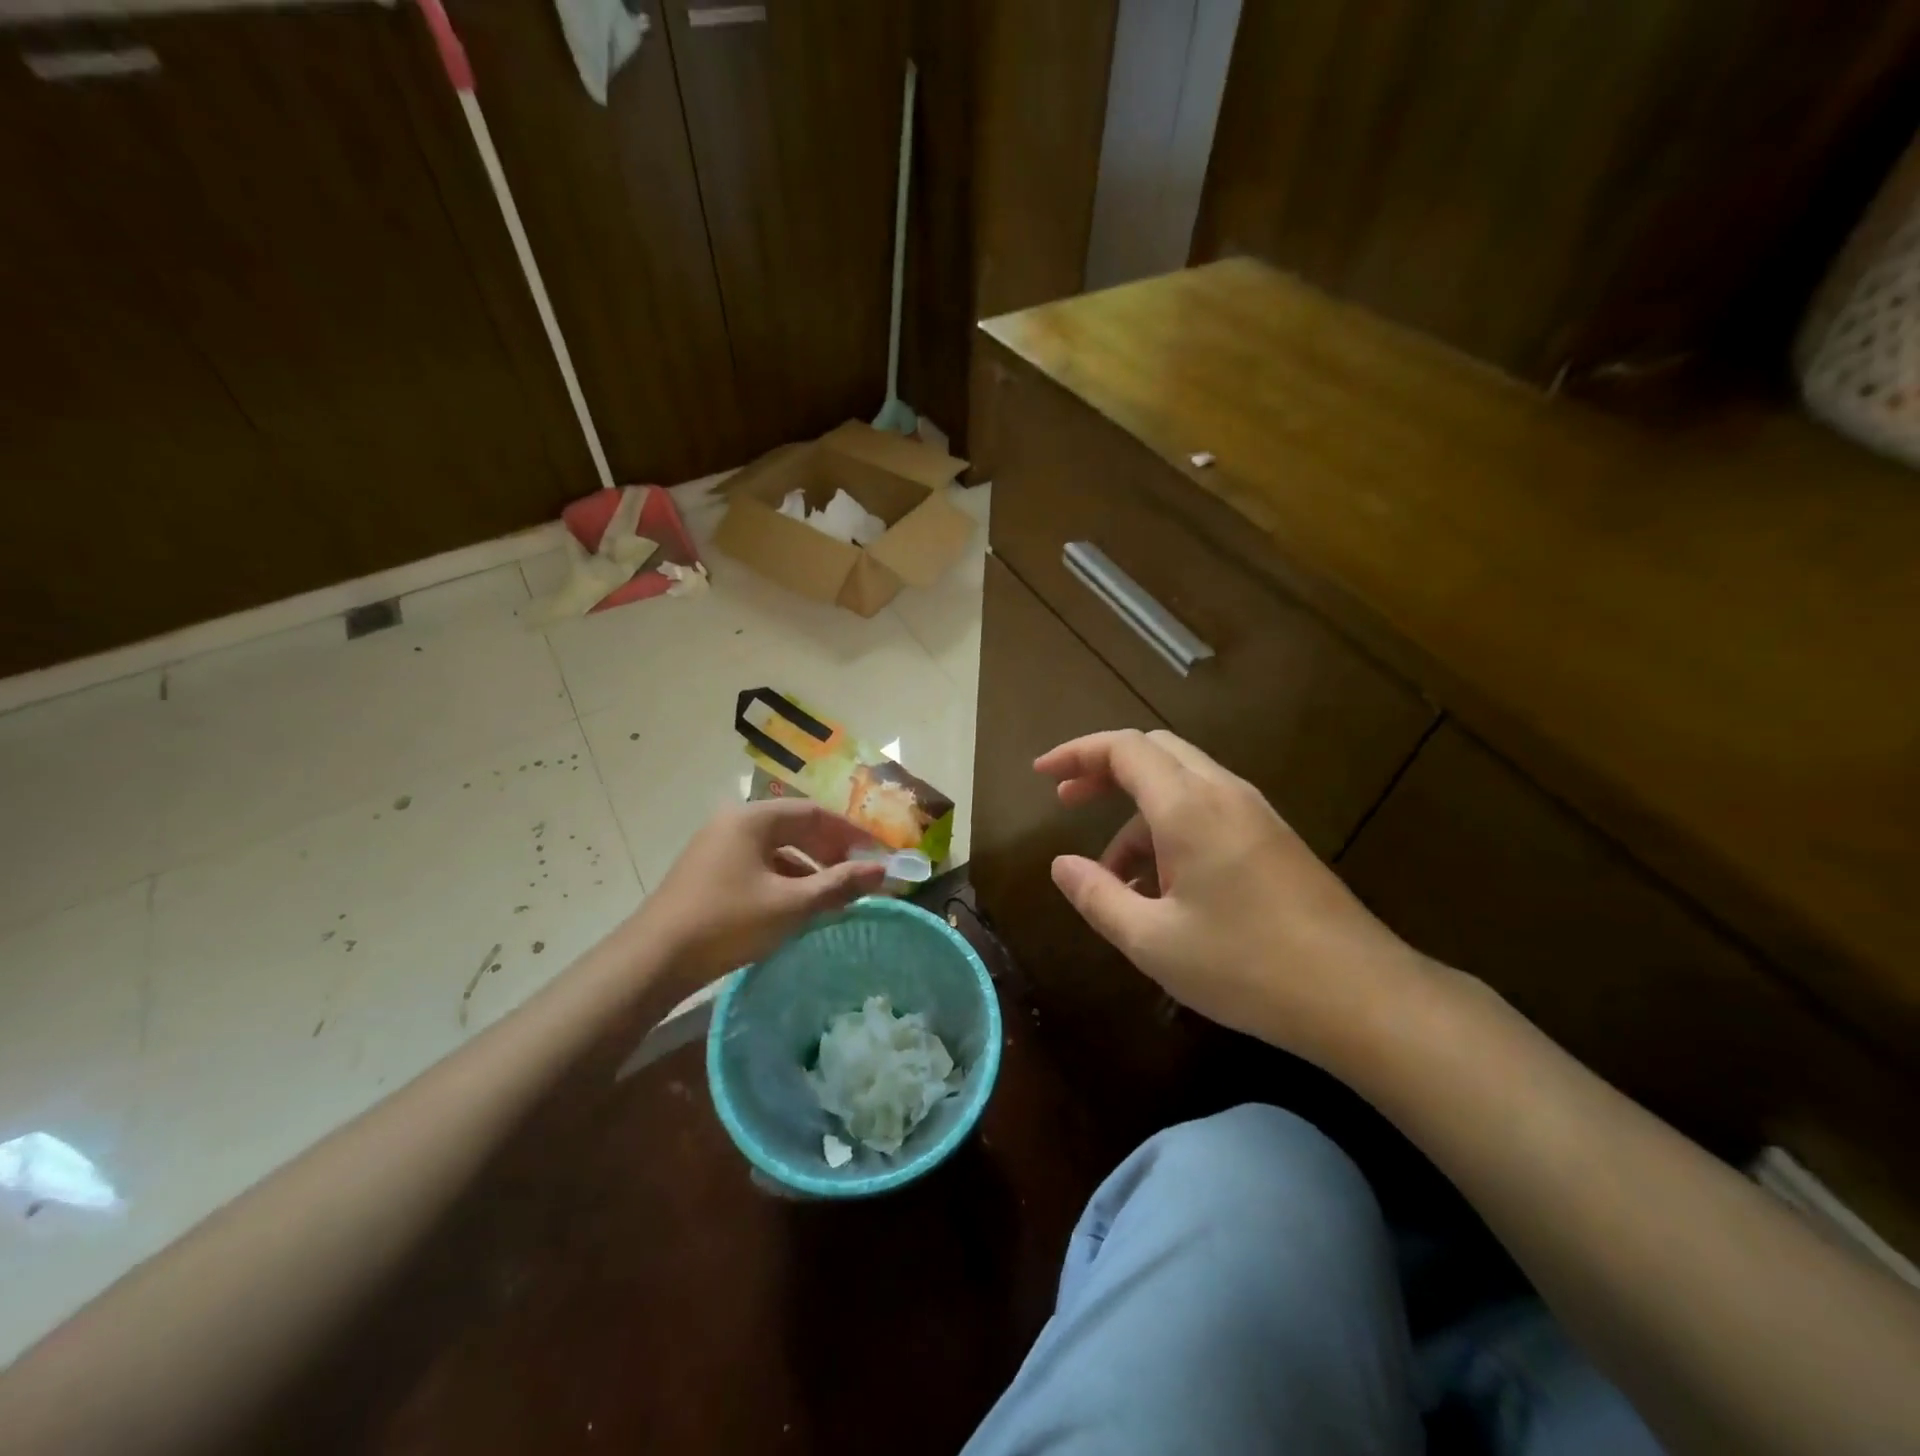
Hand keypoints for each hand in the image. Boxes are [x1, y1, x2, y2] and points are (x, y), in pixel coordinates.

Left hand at [639, 801, 887, 982]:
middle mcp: (734, 823)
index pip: (814, 812)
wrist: (654, 960)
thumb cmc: (727, 922)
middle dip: (830, 850)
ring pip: (776, 849)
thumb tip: (883, 871)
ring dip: (809, 868)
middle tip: (858, 874)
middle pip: (794, 827)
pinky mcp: (709, 872)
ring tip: (834, 894)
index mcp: (753, 818)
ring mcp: (717, 847)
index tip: (876, 853)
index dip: (850, 832)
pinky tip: (798, 906)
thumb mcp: (791, 905)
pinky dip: (784, 879)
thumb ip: (838, 885)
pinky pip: (758, 865)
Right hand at [1036, 729, 1421, 1060]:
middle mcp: (1223, 794)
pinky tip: (1164, 888)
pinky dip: (1170, 831)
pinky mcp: (1273, 839)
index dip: (1076, 753)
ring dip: (1138, 814)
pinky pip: (1207, 812)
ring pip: (1181, 785)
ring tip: (1114, 877)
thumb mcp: (1153, 940)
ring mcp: (1255, 814)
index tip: (1041, 775)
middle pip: (1154, 752)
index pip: (1124, 748)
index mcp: (1189, 806)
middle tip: (1067, 803)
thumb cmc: (1246, 966)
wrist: (1361, 996)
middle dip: (1104, 771)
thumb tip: (1060, 866)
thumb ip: (1098, 896)